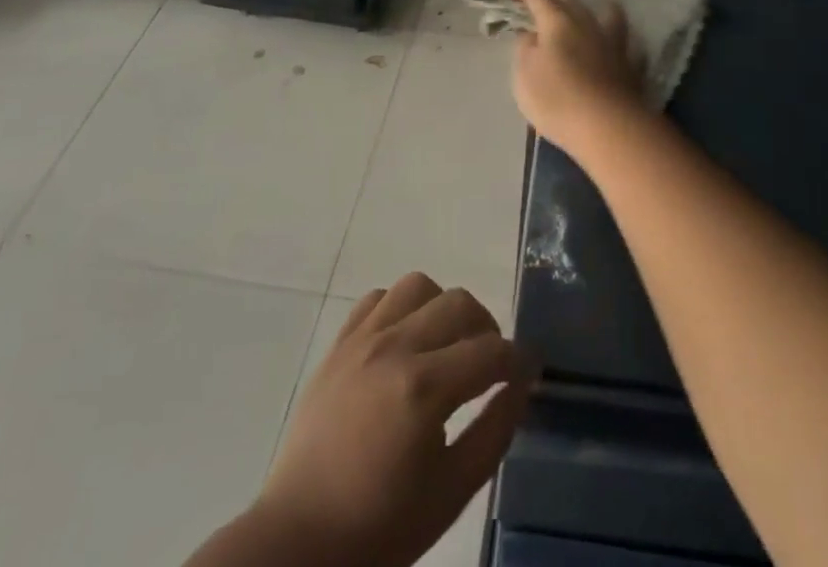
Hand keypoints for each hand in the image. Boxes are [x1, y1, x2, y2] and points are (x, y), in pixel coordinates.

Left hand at [253, 274, 534, 566]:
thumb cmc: (380, 526)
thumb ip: (494, 431)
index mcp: (425, 388)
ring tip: (445, 344)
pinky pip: (378, 298)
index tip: (528, 371)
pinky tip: (403, 342)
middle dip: (486, 329)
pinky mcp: (339, 343)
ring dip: (442, 308)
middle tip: (488, 363)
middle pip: (460, 303)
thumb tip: (522, 384)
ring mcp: (362, 339)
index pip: (491, 351)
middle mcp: (395, 348)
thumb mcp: (451, 492)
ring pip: (419, 286)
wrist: (299, 541)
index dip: (519, 360)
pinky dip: (400, 309)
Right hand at [510, 0, 646, 155]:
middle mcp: (587, 24)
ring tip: (595, 6)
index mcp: (557, 22)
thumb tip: (531, 34)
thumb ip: (525, 49)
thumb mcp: (524, 76)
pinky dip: (621, 41)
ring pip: (608, 15)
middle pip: (570, 0)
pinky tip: (622, 45)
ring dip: (598, 8)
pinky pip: (627, 45)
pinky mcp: (630, 64)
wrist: (608, 126)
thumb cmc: (557, 99)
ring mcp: (612, 43)